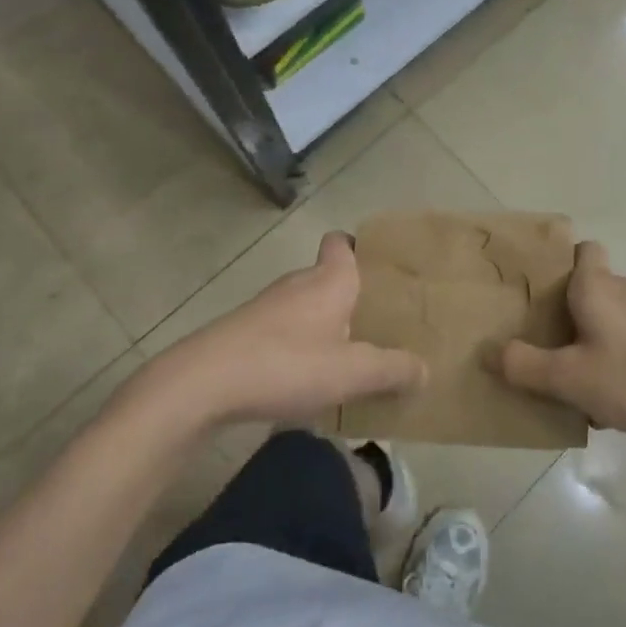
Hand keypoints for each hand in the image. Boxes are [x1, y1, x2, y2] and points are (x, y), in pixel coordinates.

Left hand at [134, 233, 425, 428]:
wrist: (201, 384)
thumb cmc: (286, 364)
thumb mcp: (351, 372)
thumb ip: (392, 370)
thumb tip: (424, 370)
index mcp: (329, 280)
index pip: (342, 242)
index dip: (359, 248)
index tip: (379, 270)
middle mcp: (298, 284)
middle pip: (329, 278)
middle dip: (352, 299)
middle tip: (379, 327)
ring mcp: (267, 308)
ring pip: (306, 307)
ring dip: (325, 327)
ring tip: (349, 360)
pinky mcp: (244, 334)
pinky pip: (283, 332)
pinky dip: (299, 348)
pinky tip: (306, 382)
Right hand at [488, 241, 625, 440]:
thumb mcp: (572, 378)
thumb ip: (527, 366)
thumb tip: (489, 352)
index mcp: (598, 286)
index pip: (583, 250)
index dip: (562, 262)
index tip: (542, 291)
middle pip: (592, 288)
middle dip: (570, 314)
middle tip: (548, 348)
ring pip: (615, 318)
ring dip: (597, 341)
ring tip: (582, 383)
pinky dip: (624, 359)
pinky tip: (622, 399)